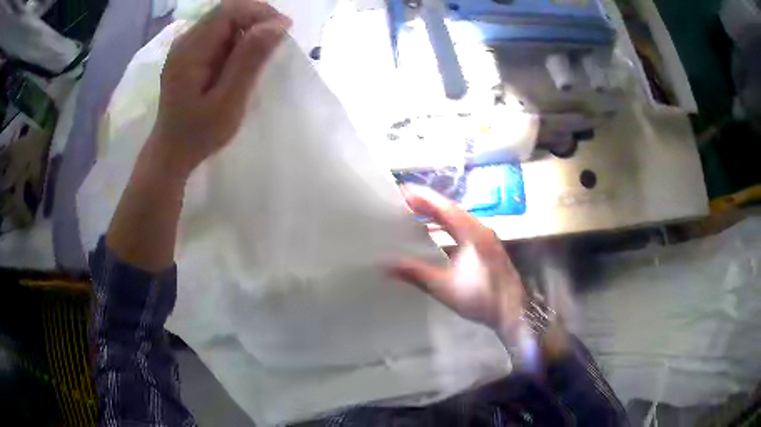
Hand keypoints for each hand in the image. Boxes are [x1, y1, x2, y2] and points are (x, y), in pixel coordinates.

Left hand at [148, 0, 291, 177]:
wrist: (171, 153)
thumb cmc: (198, 134)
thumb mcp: (228, 101)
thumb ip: (249, 60)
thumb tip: (278, 24)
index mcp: (190, 50)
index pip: (229, 11)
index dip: (260, 13)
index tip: (284, 31)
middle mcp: (185, 41)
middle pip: (227, 12)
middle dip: (256, 20)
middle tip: (274, 44)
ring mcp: (185, 47)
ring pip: (224, 21)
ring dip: (247, 31)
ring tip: (256, 59)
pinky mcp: (189, 55)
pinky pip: (218, 35)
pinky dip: (236, 41)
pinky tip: (240, 63)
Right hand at [389, 185, 525, 341]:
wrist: (512, 311)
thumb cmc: (480, 297)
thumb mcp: (443, 286)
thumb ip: (414, 273)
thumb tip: (385, 265)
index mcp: (472, 233)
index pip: (444, 208)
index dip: (424, 197)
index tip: (403, 190)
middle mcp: (480, 230)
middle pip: (451, 210)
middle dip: (428, 203)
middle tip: (405, 199)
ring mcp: (486, 238)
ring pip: (458, 219)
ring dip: (438, 214)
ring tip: (417, 212)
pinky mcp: (487, 248)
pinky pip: (463, 229)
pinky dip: (447, 226)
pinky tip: (437, 234)